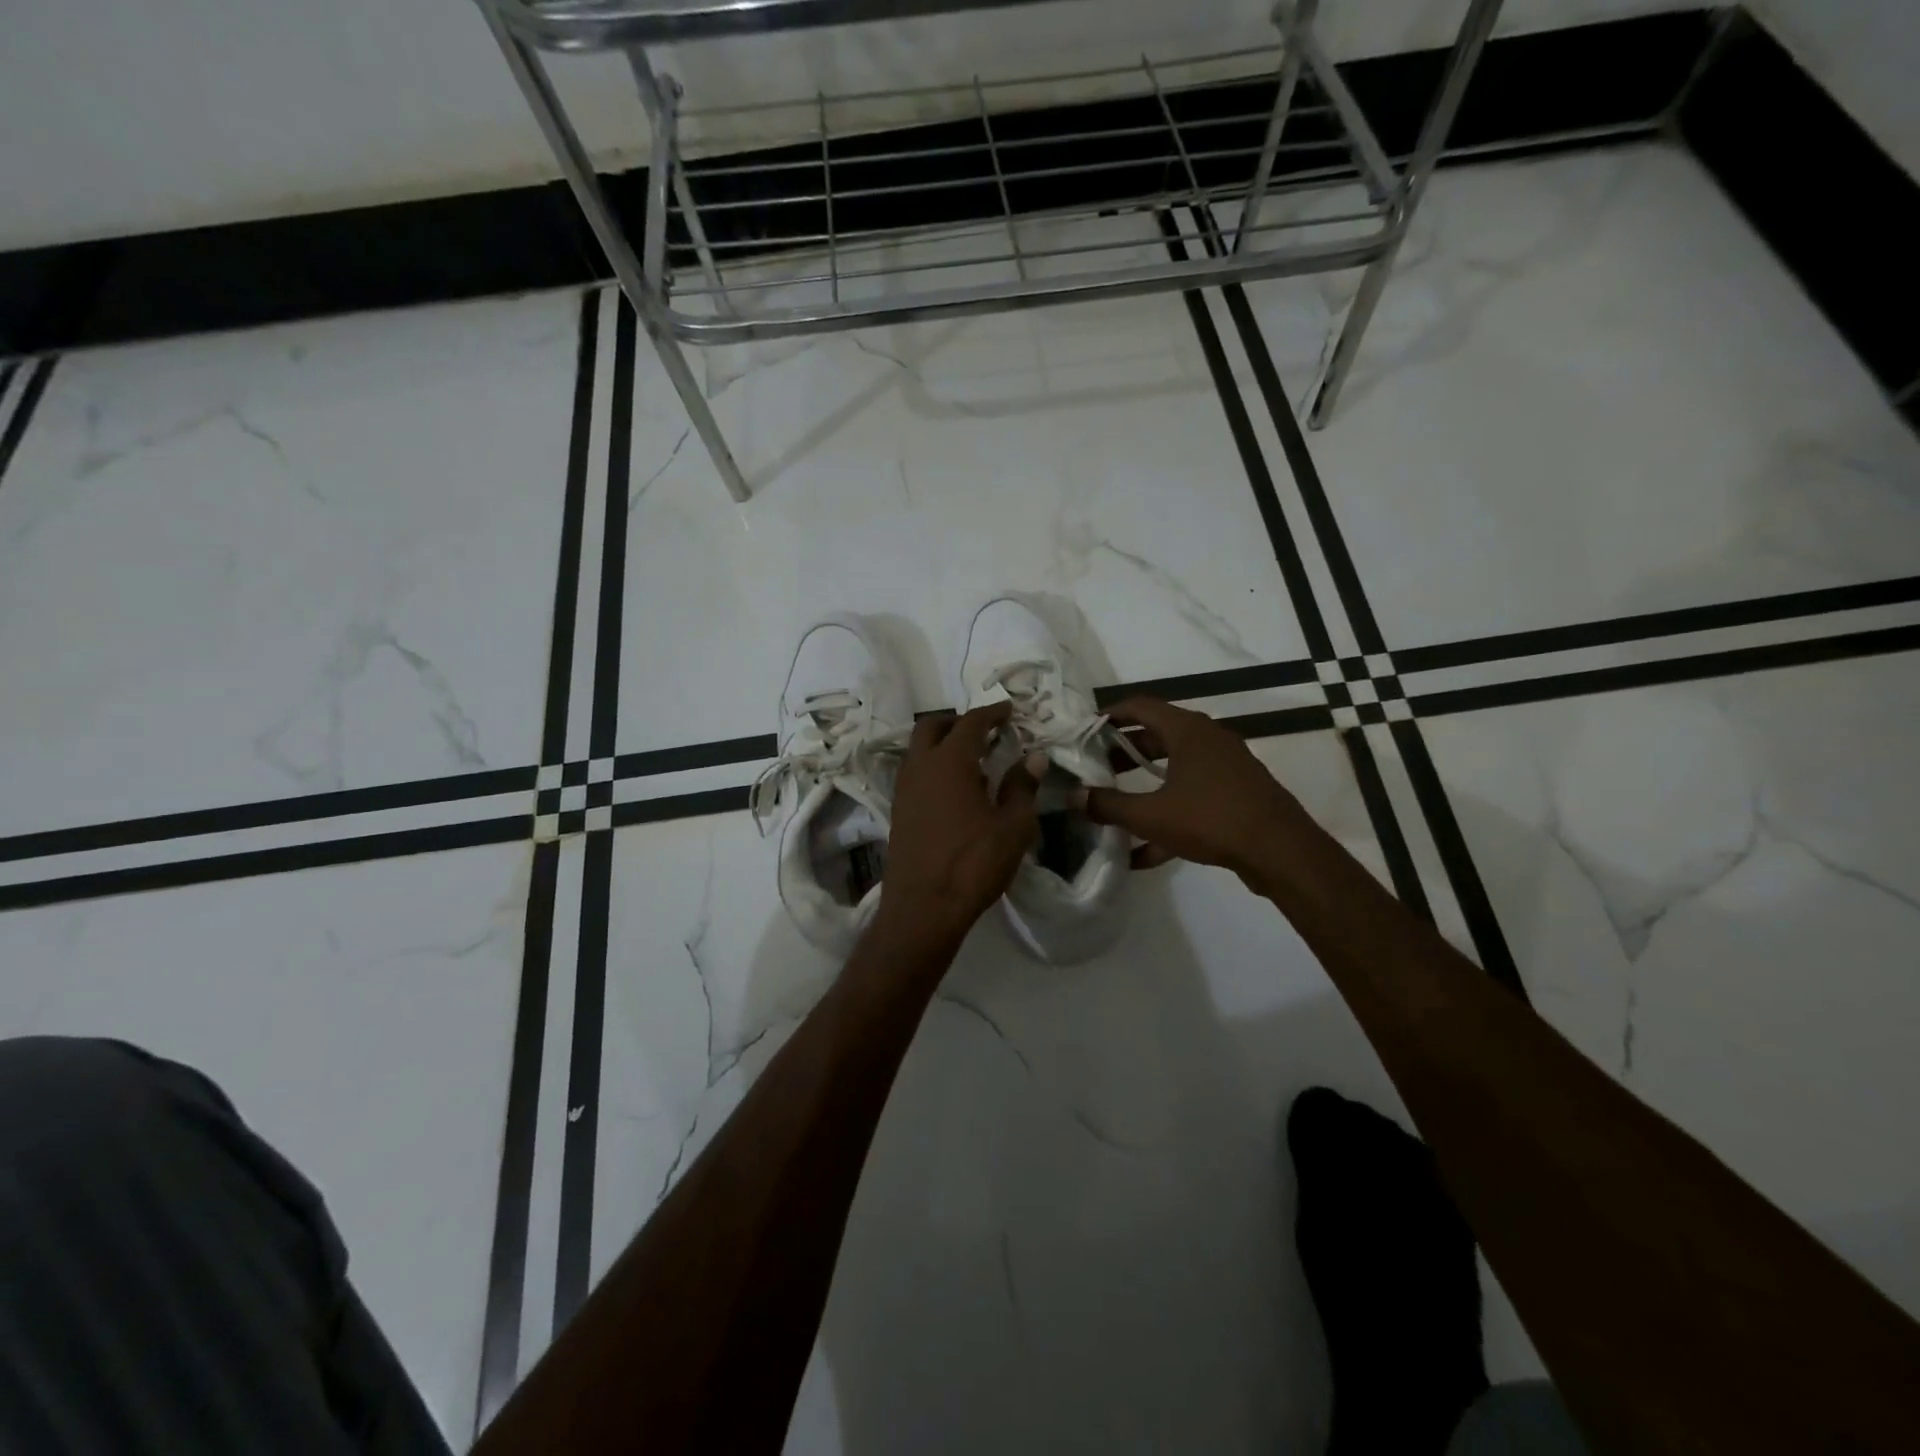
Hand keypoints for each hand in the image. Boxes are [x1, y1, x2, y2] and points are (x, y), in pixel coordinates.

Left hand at [880, 703, 1038, 940]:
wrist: (923, 907)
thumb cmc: (974, 863)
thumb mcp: (1013, 826)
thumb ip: (1022, 786)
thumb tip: (1034, 757)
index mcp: (950, 761)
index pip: (971, 722)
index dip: (991, 712)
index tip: (1008, 710)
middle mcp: (920, 767)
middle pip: (933, 726)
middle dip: (958, 721)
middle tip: (984, 730)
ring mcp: (904, 789)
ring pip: (919, 749)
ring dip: (942, 743)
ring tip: (971, 759)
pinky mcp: (898, 811)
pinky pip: (914, 772)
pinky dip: (932, 766)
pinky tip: (954, 789)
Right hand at [1081, 698, 1306, 882]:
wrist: (1282, 852)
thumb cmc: (1212, 819)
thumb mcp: (1151, 815)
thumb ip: (1109, 805)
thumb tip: (1074, 797)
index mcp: (1188, 730)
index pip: (1140, 706)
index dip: (1109, 714)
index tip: (1085, 731)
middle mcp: (1208, 740)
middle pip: (1156, 737)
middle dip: (1123, 754)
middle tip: (1095, 769)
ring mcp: (1225, 767)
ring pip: (1174, 768)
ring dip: (1143, 785)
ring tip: (1114, 806)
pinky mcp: (1236, 795)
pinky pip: (1192, 797)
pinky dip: (1168, 814)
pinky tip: (1143, 855)